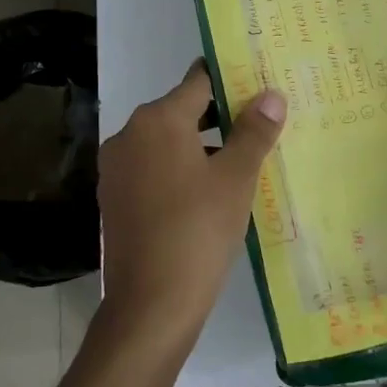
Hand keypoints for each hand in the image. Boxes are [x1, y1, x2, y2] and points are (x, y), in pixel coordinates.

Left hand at [97, 62, 285, 349]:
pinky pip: (153, 169)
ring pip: (167, 142)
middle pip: (181, 111)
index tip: (258, 84)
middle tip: (259, 123)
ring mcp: (117, 168)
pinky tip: (209, 191)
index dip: (230, 80)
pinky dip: (180, 170)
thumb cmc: (198, 231)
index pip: (199, 82)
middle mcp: (129, 135)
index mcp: (157, 120)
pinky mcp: (115, 198)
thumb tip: (271, 94)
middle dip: (220, 115)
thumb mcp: (236, 178)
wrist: (150, 305)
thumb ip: (254, 131)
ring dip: (201, 145)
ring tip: (241, 158)